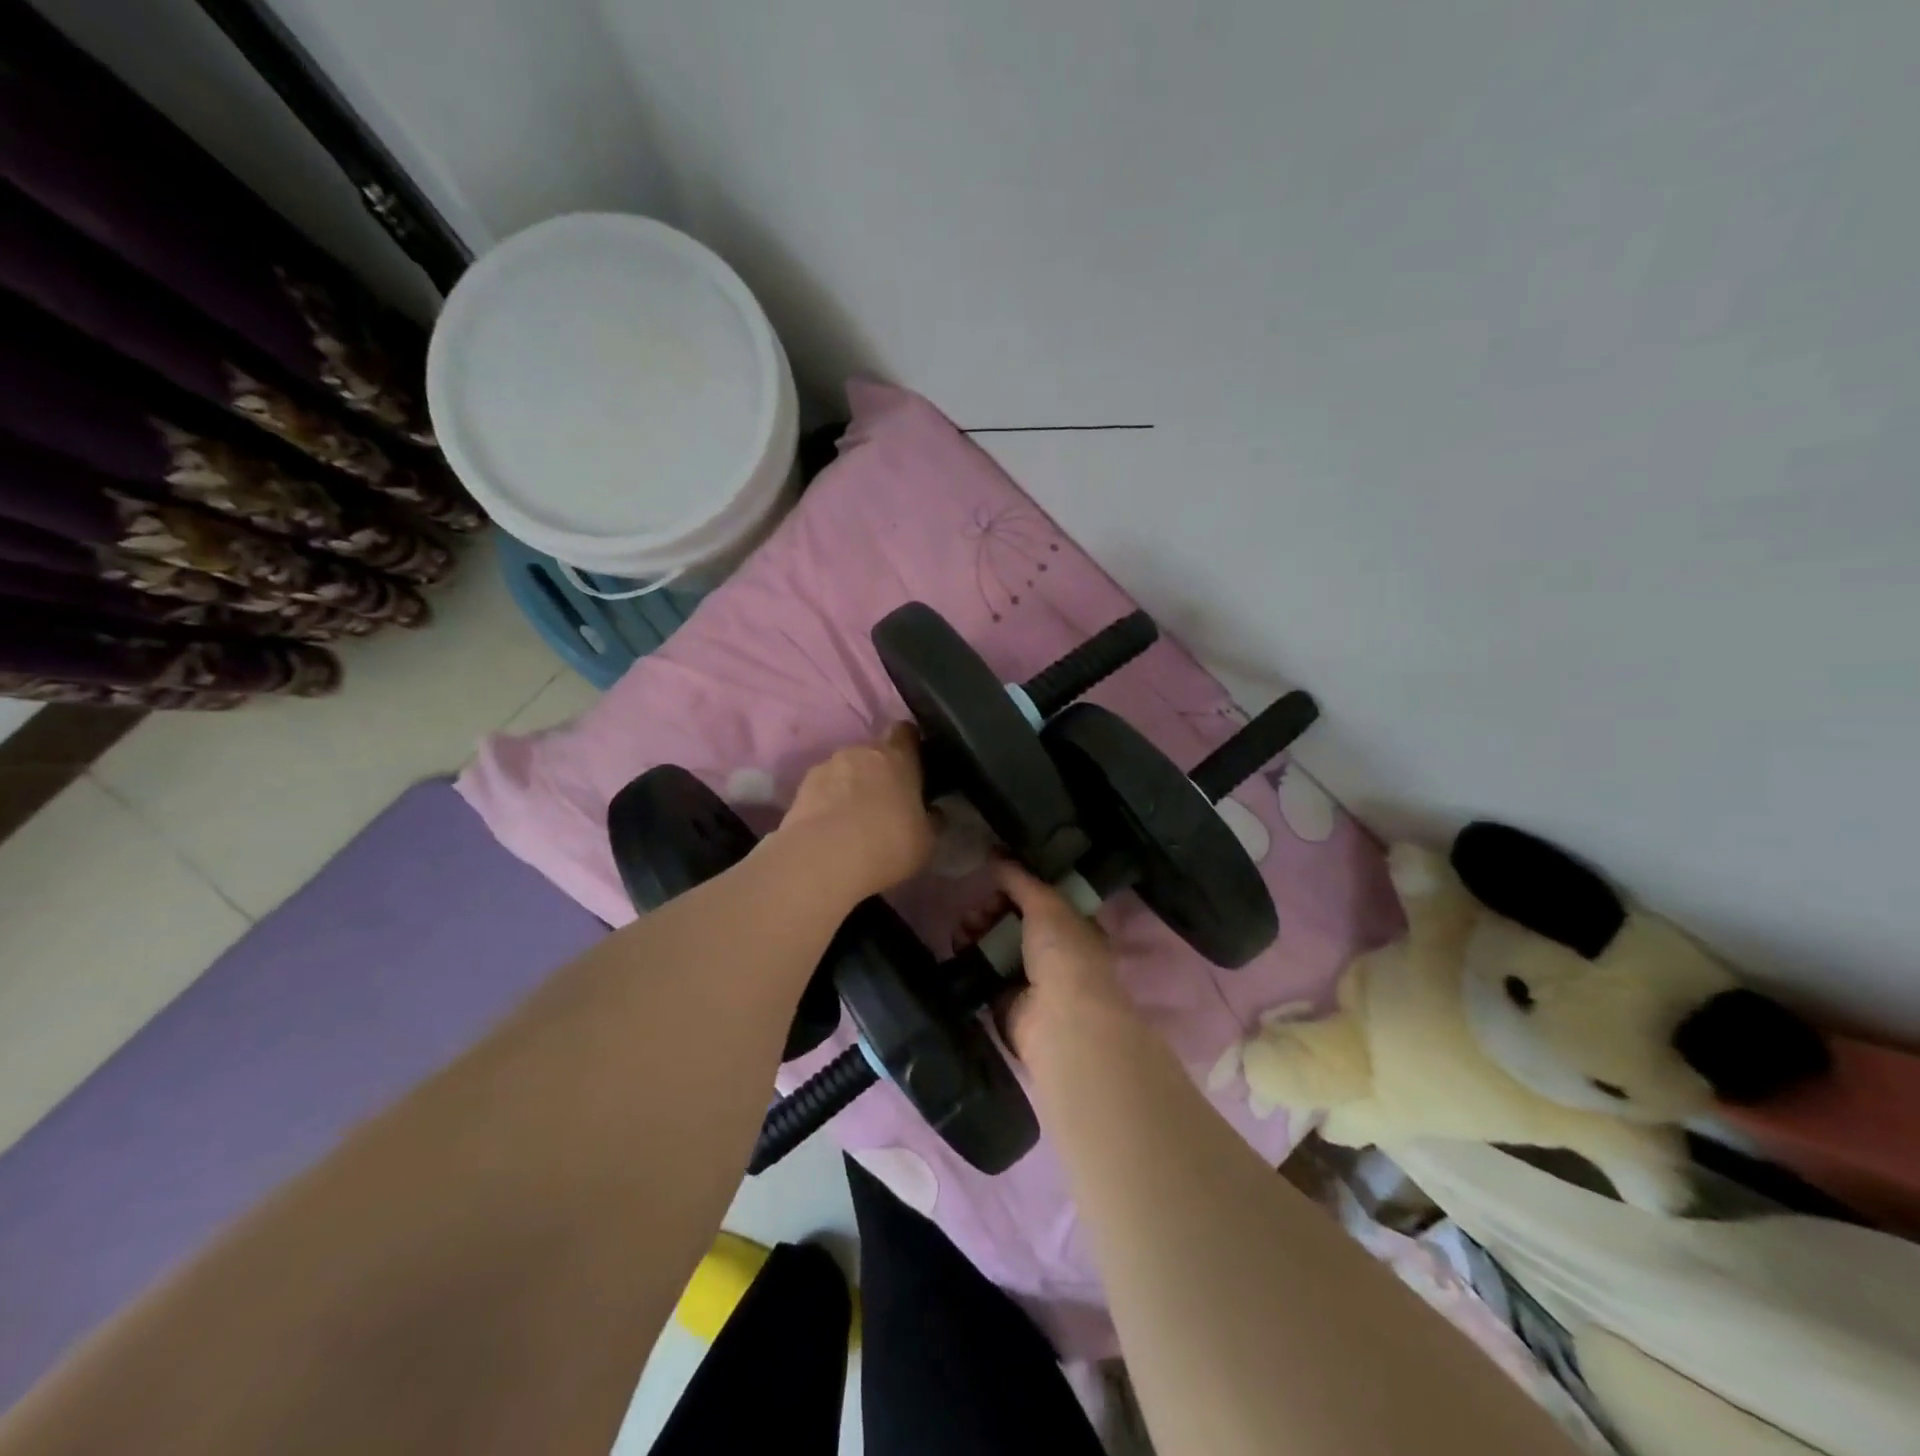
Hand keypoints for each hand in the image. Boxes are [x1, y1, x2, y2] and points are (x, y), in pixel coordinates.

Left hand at [774, 723, 934, 904]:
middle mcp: (861, 752)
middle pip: (874, 753)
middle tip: (886, 802)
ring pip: (845, 770)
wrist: (822, 861)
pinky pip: (822, 788)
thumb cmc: (887, 844)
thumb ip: (931, 820)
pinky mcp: (801, 788)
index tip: (915, 764)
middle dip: (880, 772)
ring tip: (853, 819)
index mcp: (898, 756)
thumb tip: (933, 812)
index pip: (906, 731)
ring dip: (851, 786)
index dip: (911, 745)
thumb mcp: (927, 841)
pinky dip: (827, 801)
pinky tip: (830, 828)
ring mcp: (827, 766)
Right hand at [977, 860, 1136, 1057]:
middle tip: (977, 908)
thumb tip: (996, 854)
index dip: (1018, 886)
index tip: (995, 877)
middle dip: (992, 907)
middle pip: (1015, 919)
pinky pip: (982, 969)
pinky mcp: (1005, 999)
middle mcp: (1055, 951)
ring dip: (976, 929)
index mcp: (1075, 926)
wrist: (1059, 1020)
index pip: (1042, 899)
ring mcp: (1030, 977)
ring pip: (996, 942)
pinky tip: (957, 944)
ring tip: (963, 926)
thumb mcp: (1047, 903)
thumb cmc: (1064, 953)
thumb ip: (1020, 878)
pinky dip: (968, 956)